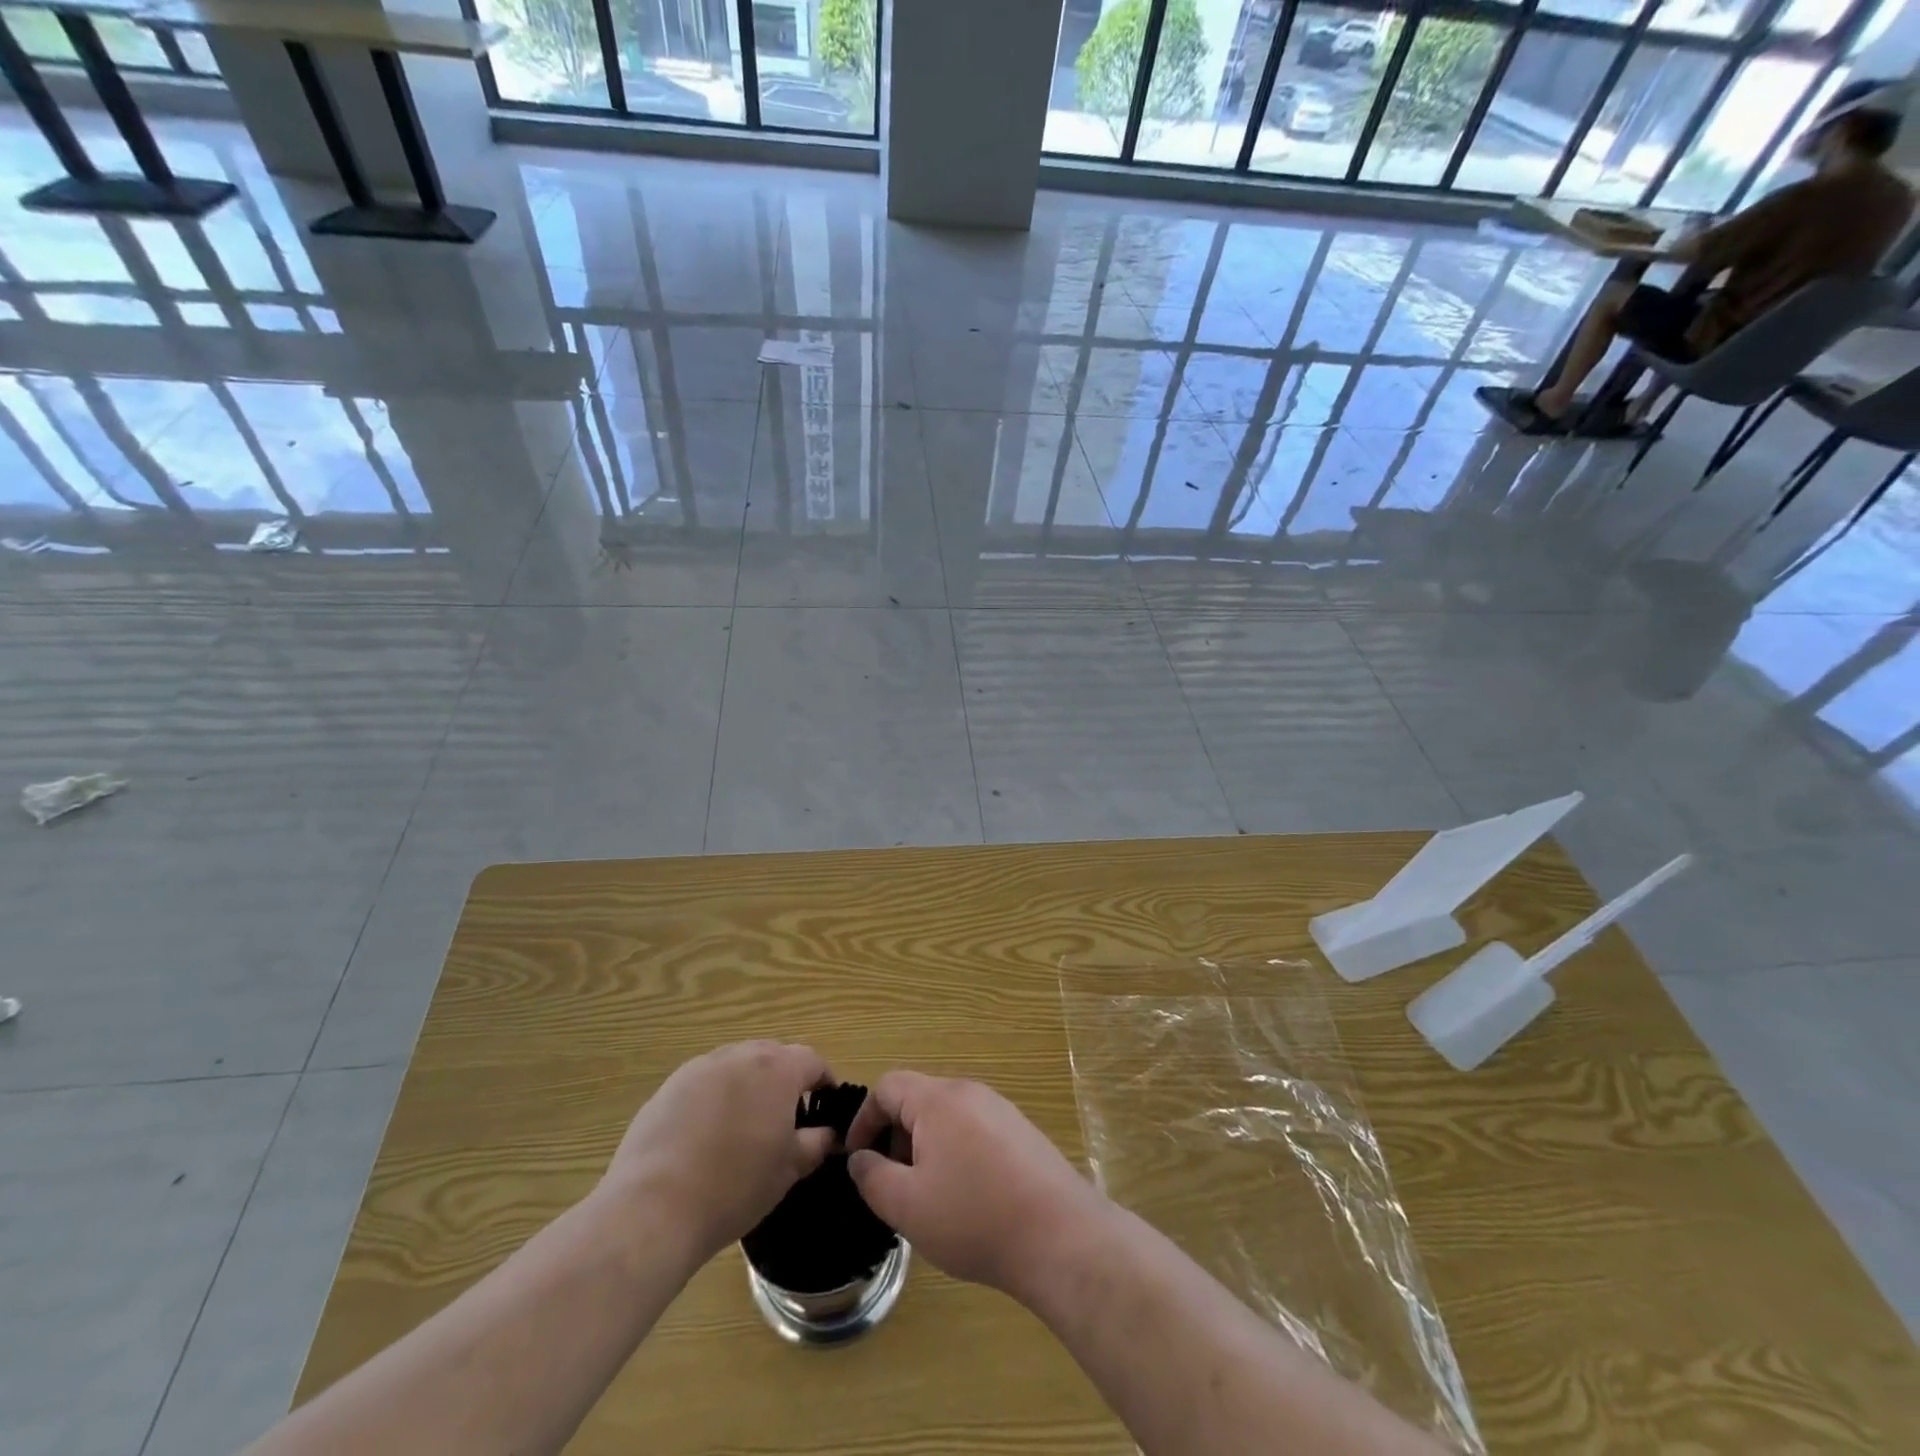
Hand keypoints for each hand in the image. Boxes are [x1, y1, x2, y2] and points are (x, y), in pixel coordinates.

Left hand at [602, 1041, 835, 1266]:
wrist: (654, 1208)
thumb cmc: (734, 1187)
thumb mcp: (788, 1170)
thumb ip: (816, 1143)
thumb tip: (828, 1134)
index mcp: (777, 1069)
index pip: (812, 1060)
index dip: (823, 1081)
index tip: (824, 1105)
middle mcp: (740, 1055)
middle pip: (773, 1055)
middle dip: (784, 1078)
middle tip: (785, 1116)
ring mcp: (701, 1067)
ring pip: (737, 1065)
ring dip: (748, 1084)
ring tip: (744, 1125)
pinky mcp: (669, 1087)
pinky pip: (705, 1082)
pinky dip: (715, 1097)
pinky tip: (707, 1135)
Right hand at [845, 1072, 1107, 1299]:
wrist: (1059, 1235)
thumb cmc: (973, 1217)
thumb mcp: (906, 1205)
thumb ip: (872, 1177)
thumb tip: (859, 1158)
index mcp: (938, 1099)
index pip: (888, 1086)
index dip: (864, 1119)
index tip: (856, 1159)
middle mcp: (970, 1092)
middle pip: (919, 1099)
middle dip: (896, 1136)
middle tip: (891, 1183)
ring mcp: (1000, 1110)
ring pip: (947, 1117)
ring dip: (926, 1147)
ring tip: (926, 1196)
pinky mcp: (1022, 1132)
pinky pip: (974, 1130)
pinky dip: (956, 1153)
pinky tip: (966, 1198)